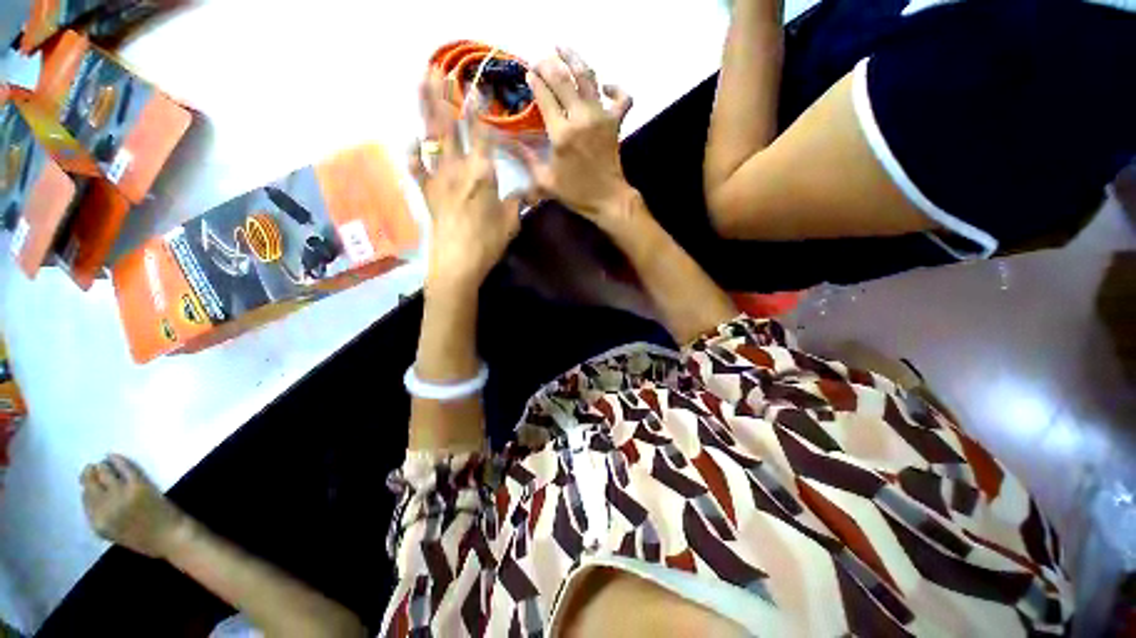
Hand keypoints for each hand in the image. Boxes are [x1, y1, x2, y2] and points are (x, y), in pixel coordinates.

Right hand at [80, 454, 188, 558]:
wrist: (171, 538)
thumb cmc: (145, 538)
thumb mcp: (114, 532)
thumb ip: (102, 516)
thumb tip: (93, 494)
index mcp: (98, 524)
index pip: (85, 498)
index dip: (87, 487)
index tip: (88, 481)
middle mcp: (105, 508)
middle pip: (91, 484)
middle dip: (91, 474)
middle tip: (94, 468)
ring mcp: (122, 495)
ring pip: (104, 473)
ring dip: (103, 466)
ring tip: (105, 463)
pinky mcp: (138, 486)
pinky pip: (124, 468)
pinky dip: (118, 460)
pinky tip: (113, 456)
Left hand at [411, 72, 524, 292]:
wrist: (458, 262)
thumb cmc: (488, 242)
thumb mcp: (511, 221)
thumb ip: (517, 201)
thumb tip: (528, 191)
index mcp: (482, 173)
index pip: (480, 133)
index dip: (478, 108)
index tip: (476, 85)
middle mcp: (458, 168)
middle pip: (449, 126)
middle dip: (444, 95)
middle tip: (437, 68)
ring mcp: (438, 178)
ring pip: (431, 137)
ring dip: (425, 109)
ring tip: (420, 83)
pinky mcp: (427, 193)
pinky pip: (417, 167)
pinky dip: (413, 152)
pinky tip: (411, 139)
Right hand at [516, 47, 635, 220]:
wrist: (607, 199)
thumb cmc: (576, 193)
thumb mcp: (545, 181)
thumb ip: (526, 158)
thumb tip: (505, 142)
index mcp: (561, 133)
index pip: (544, 95)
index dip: (535, 81)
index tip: (528, 74)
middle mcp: (580, 118)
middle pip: (563, 79)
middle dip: (548, 65)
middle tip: (540, 61)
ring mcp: (601, 116)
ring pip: (588, 77)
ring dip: (574, 59)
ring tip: (563, 48)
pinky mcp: (615, 121)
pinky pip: (621, 97)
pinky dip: (616, 88)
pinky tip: (604, 86)